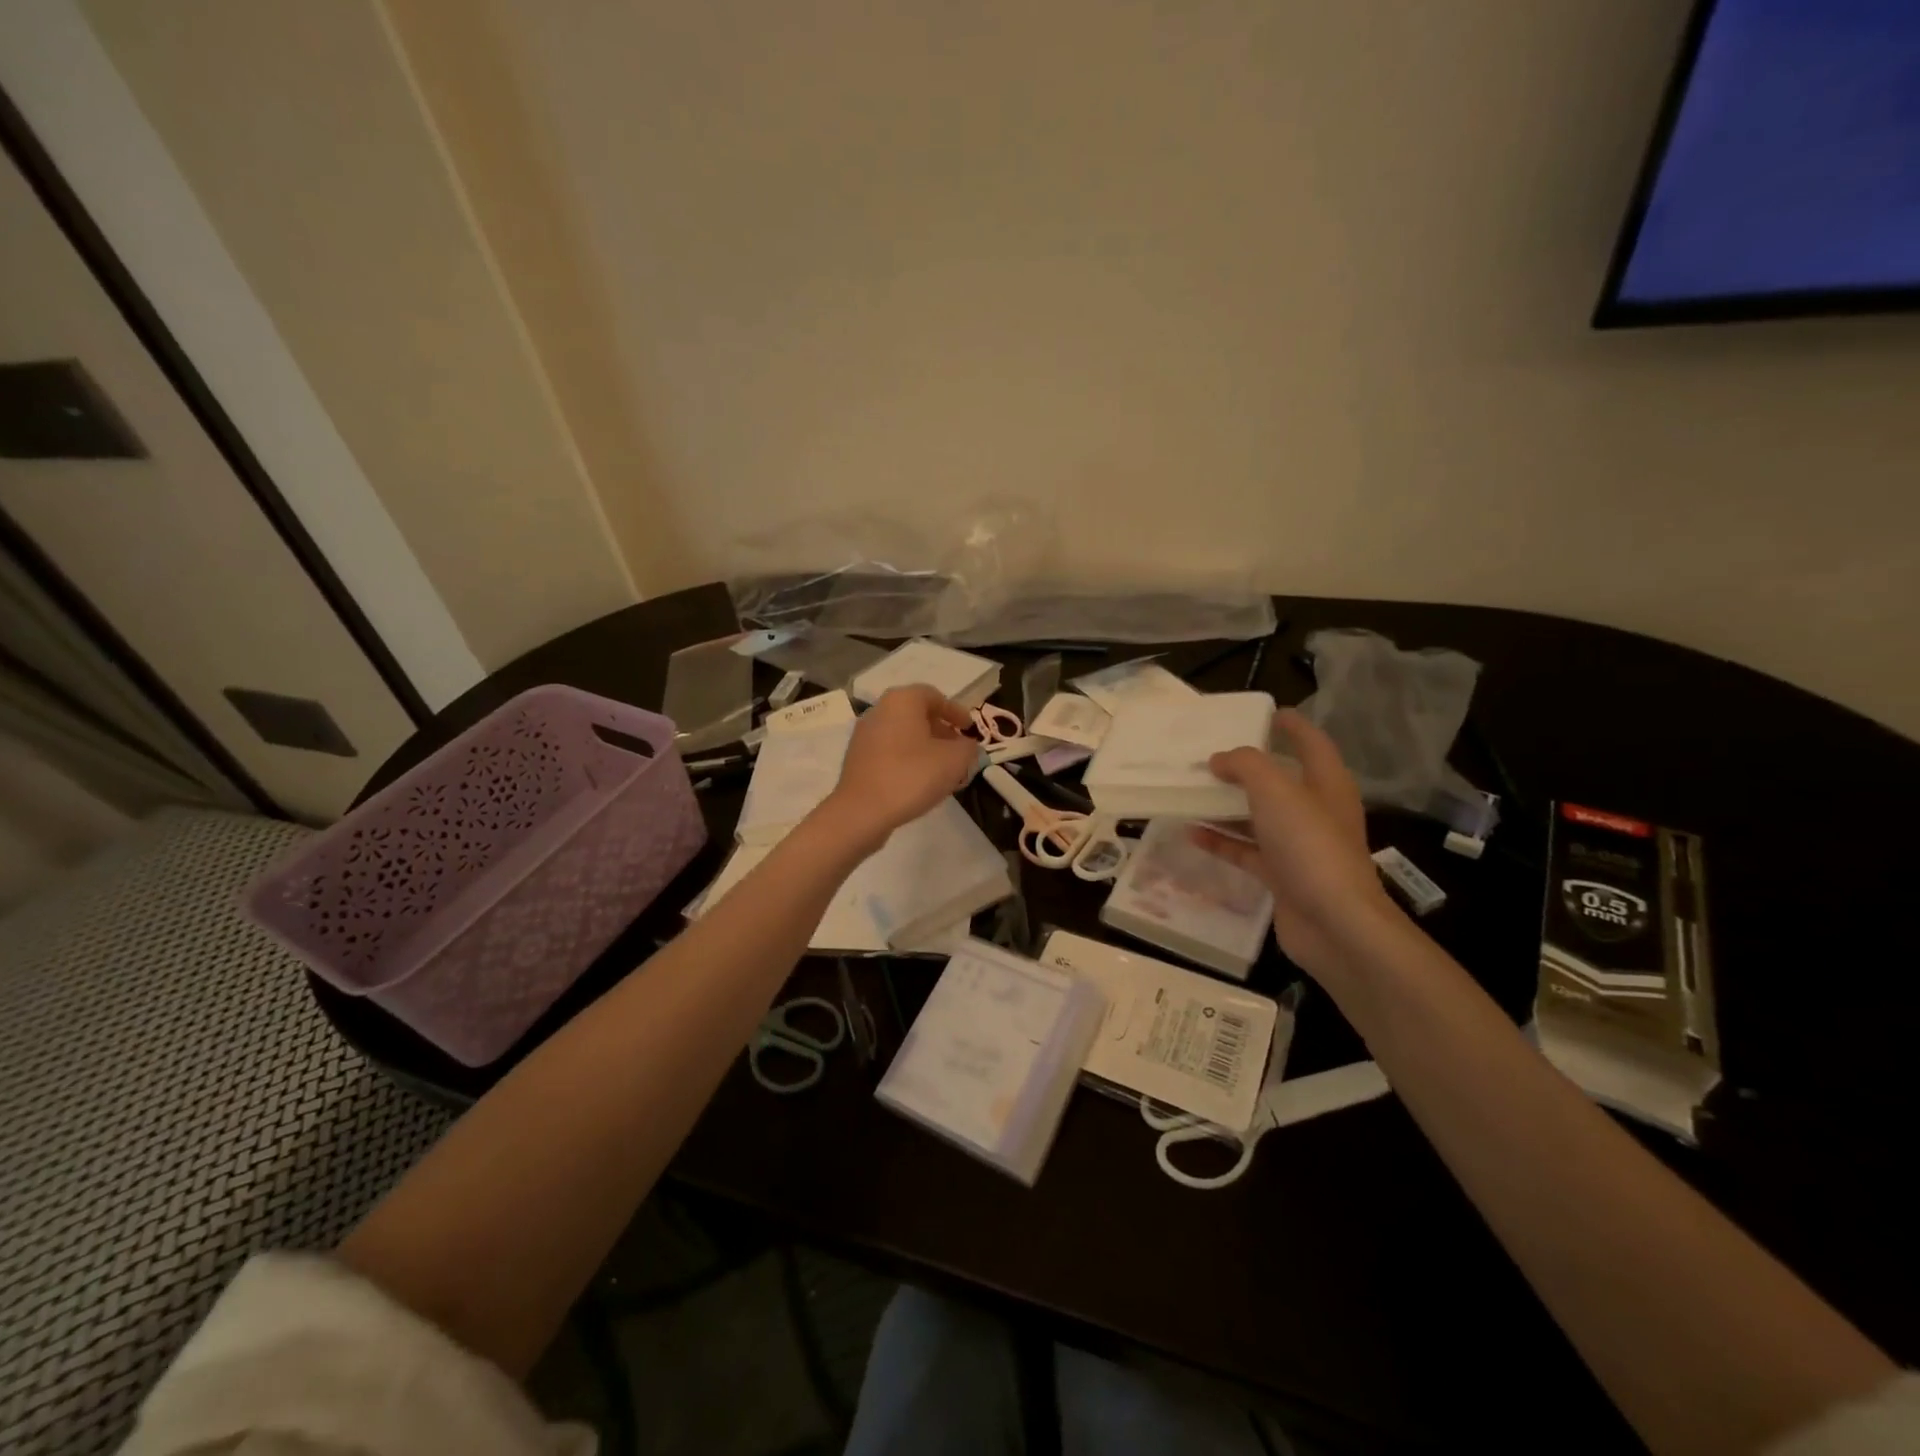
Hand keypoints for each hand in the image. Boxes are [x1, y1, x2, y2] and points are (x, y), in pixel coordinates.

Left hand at [819, 685, 979, 846]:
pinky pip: (890, 750)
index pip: (934, 696)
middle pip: (917, 714)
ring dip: (925, 746)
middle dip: (941, 730)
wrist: (862, 811)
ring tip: (943, 768)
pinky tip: (920, 780)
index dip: (956, 711)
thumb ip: (968, 748)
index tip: (970, 729)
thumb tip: (967, 746)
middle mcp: (879, 710)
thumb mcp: (954, 760)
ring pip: (903, 733)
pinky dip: (908, 758)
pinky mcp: (857, 759)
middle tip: (958, 749)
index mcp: (902, 701)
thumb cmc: (912, 776)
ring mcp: (864, 735)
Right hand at [1192, 708, 1396, 981]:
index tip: (1268, 712)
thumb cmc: (1310, 846)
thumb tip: (1219, 760)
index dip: (1293, 726)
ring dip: (1226, 806)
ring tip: (1191, 792)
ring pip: (1258, 817)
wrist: (1334, 923)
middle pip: (1280, 781)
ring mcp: (1299, 847)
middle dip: (1246, 768)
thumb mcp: (1276, 791)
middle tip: (1209, 755)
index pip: (1312, 744)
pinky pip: (1246, 851)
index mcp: (1326, 785)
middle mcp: (1315, 812)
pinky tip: (1191, 833)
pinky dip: (1221, 841)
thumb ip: (1245, 765)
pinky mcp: (1281, 876)